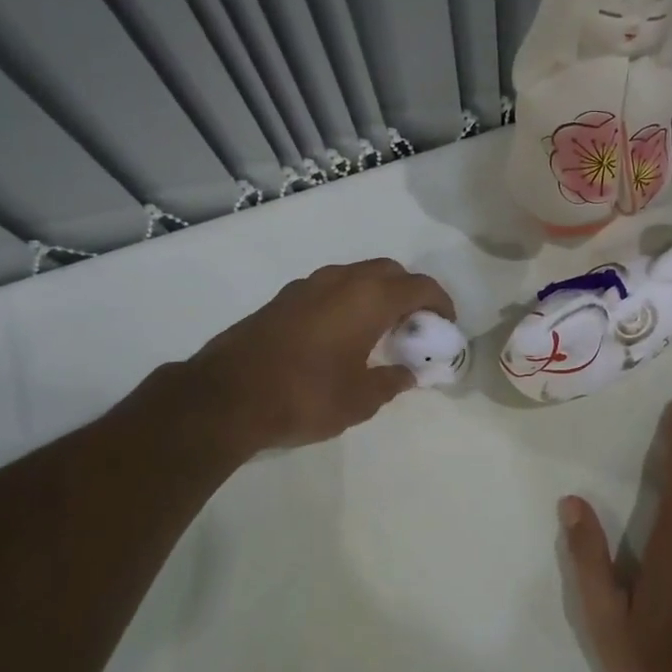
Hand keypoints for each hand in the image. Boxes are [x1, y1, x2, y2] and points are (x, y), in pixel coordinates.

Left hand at [188, 259, 454, 452]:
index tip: (445, 325)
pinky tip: (342, 334)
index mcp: (369, 299)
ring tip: (379, 329)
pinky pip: (330, 288)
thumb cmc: (306, 396)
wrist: (226, 396)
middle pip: (389, 271)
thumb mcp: (360, 400)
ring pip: (356, 275)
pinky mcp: (284, 298)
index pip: (420, 286)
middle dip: (409, 292)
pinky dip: (348, 300)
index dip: (440, 303)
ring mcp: (308, 286)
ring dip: (376, 294)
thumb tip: (407, 374)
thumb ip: (391, 382)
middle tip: (414, 324)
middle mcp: (341, 281)